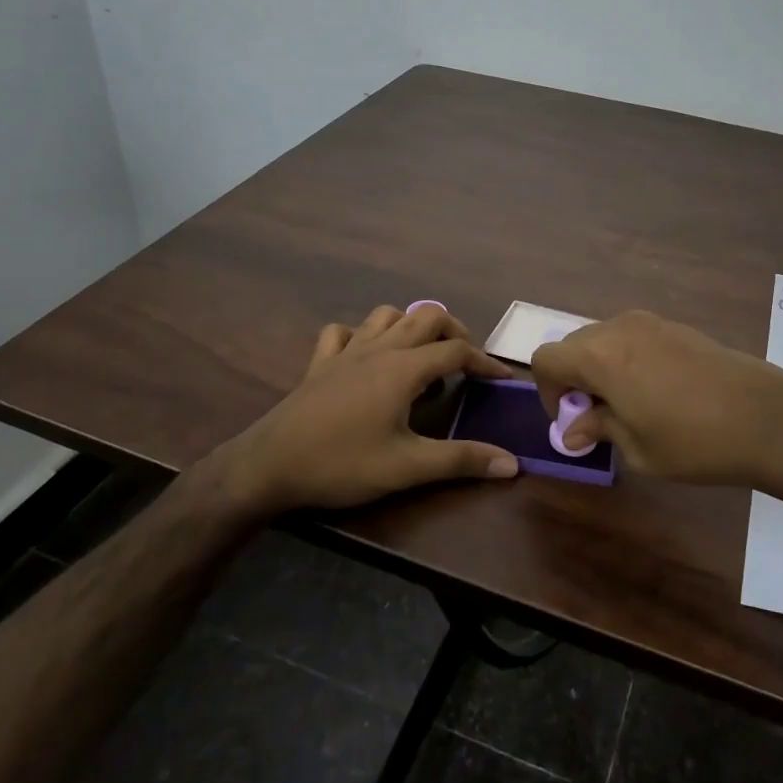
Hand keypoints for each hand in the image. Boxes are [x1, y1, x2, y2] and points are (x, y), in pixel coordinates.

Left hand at [218, 304, 519, 515]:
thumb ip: (461, 460)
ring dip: (411, 326)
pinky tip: (366, 357)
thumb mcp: (407, 467)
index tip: (502, 380)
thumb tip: (513, 463)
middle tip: (465, 362)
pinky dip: (363, 335)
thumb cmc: (343, 464)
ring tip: (422, 356)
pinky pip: (344, 332)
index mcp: (404, 368)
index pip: (457, 351)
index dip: (485, 362)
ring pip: (387, 315)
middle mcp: (379, 348)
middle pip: (426, 316)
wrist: (270, 465)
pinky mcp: (320, 362)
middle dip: (454, 331)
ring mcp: (346, 351)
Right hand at [530, 310, 782, 493]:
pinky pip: (633, 338)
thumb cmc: (694, 442)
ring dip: (601, 367)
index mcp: (599, 356)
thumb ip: (598, 429)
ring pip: (604, 339)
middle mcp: (619, 329)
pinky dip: (628, 359)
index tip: (572, 419)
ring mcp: (651, 323)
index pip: (546, 359)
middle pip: (574, 345)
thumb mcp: (637, 449)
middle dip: (574, 378)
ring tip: (629, 405)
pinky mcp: (678, 327)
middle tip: (598, 416)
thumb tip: (572, 432)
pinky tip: (658, 392)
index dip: (547, 391)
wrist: (769, 418)